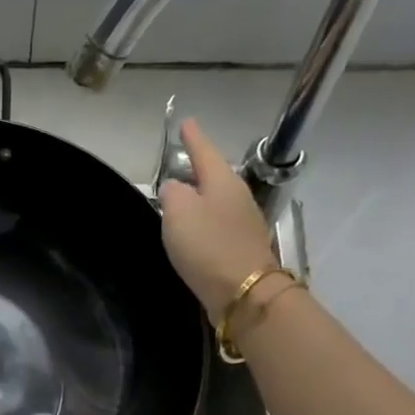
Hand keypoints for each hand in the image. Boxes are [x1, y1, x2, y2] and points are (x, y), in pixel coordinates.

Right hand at [158, 119, 277, 320]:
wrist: (243, 292)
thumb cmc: (207, 246)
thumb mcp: (178, 212)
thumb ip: (172, 193)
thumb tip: (174, 188)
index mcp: (222, 181)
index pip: (204, 151)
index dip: (193, 137)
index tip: (185, 122)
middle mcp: (237, 196)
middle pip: (214, 175)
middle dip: (197, 169)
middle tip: (179, 164)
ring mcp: (243, 223)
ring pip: (217, 200)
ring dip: (200, 198)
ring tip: (181, 199)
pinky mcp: (241, 248)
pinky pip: (218, 225)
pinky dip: (204, 222)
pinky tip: (193, 231)